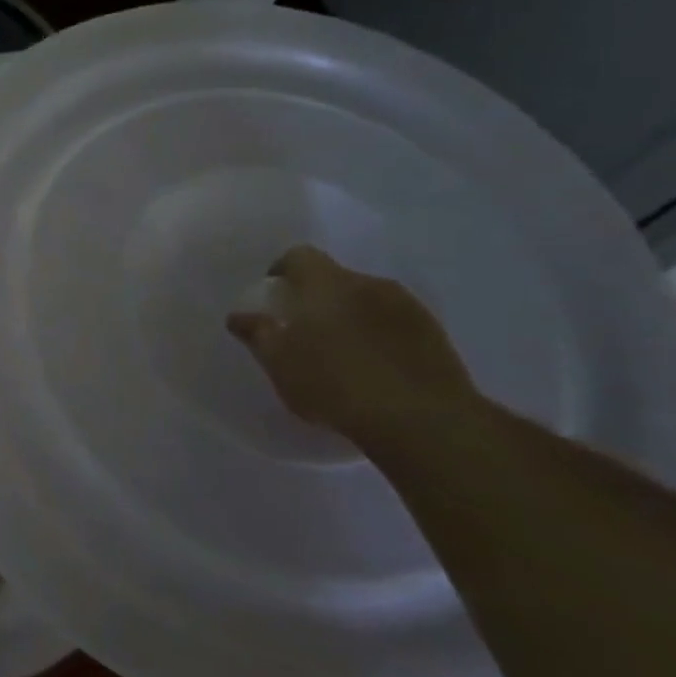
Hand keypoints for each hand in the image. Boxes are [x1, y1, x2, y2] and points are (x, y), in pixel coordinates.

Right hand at [226, 245, 478, 447]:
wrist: (423, 420)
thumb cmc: (334, 384)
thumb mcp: (279, 363)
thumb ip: (257, 333)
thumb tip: (239, 317)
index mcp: (327, 285)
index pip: (299, 256)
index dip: (282, 271)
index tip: (275, 296)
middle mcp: (370, 285)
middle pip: (335, 278)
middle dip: (316, 297)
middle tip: (303, 330)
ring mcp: (409, 308)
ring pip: (367, 300)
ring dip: (350, 316)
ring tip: (340, 352)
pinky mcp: (435, 334)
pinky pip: (394, 322)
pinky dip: (378, 335)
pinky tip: (372, 367)